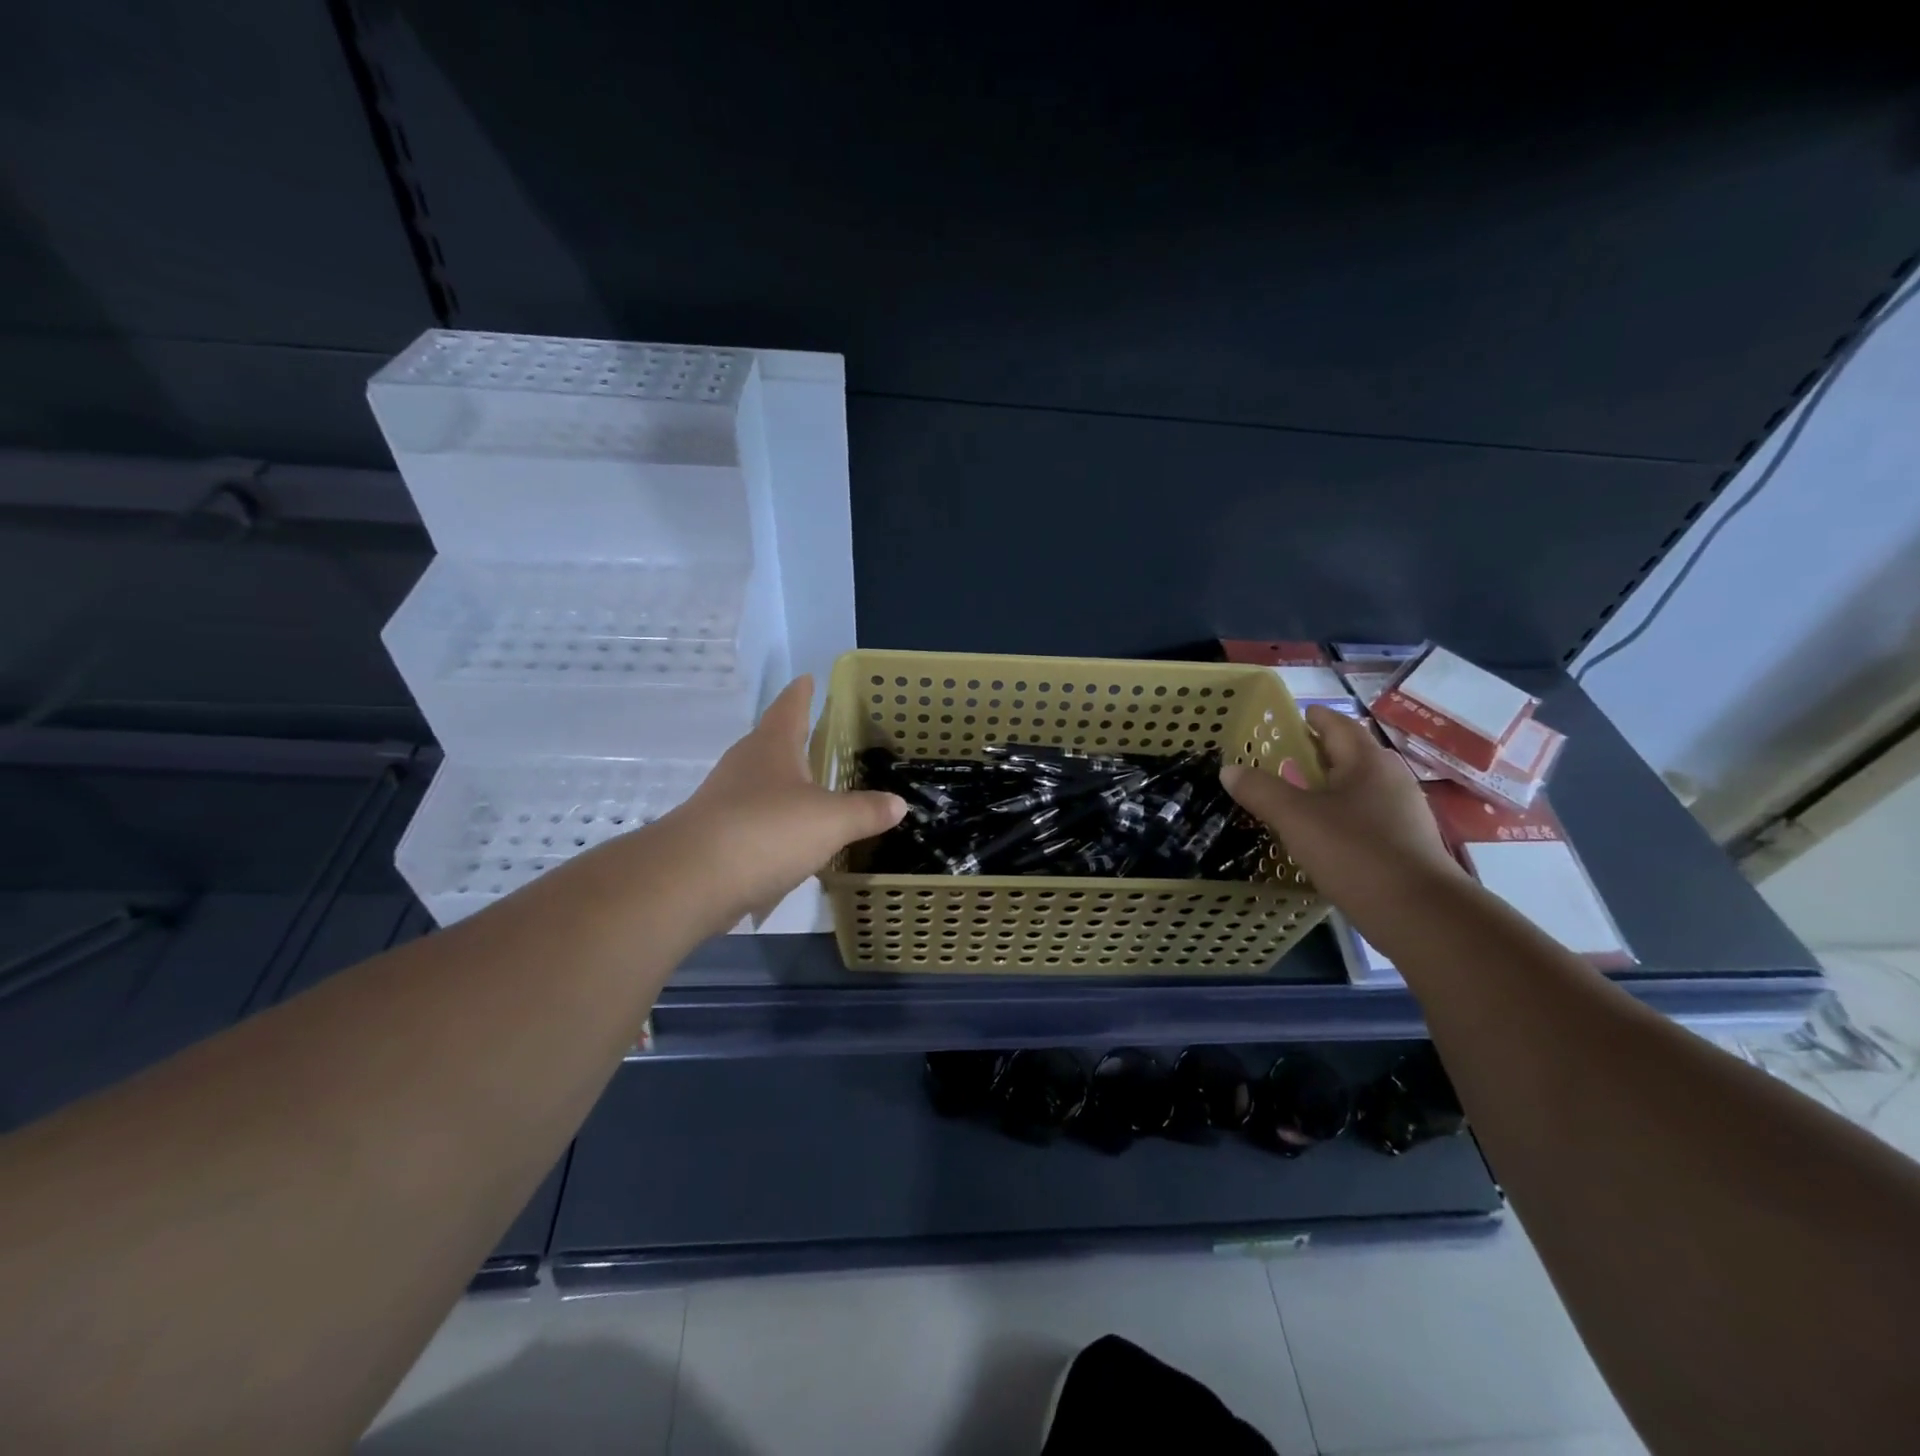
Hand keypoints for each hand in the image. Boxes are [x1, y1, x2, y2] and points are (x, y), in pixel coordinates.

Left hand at [668, 677, 906, 923]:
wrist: (691, 879)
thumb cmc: (767, 831)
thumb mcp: (831, 821)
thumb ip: (866, 811)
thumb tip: (898, 803)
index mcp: (773, 746)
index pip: (790, 706)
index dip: (803, 692)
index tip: (809, 678)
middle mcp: (745, 764)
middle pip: (771, 741)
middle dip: (794, 738)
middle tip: (819, 737)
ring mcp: (724, 799)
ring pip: (760, 782)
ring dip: (783, 784)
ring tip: (811, 790)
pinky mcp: (715, 834)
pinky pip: (753, 819)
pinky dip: (773, 823)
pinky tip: (790, 840)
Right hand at [1220, 704, 1463, 915]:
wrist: (1421, 914)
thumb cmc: (1355, 852)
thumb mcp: (1296, 818)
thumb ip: (1261, 791)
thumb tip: (1229, 769)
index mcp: (1367, 762)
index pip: (1338, 725)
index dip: (1315, 718)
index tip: (1295, 716)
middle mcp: (1391, 780)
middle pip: (1352, 755)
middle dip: (1320, 753)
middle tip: (1285, 757)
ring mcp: (1403, 814)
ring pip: (1360, 789)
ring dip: (1330, 787)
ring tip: (1297, 796)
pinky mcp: (1406, 846)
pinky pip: (1367, 818)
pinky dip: (1342, 816)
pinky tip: (1323, 835)